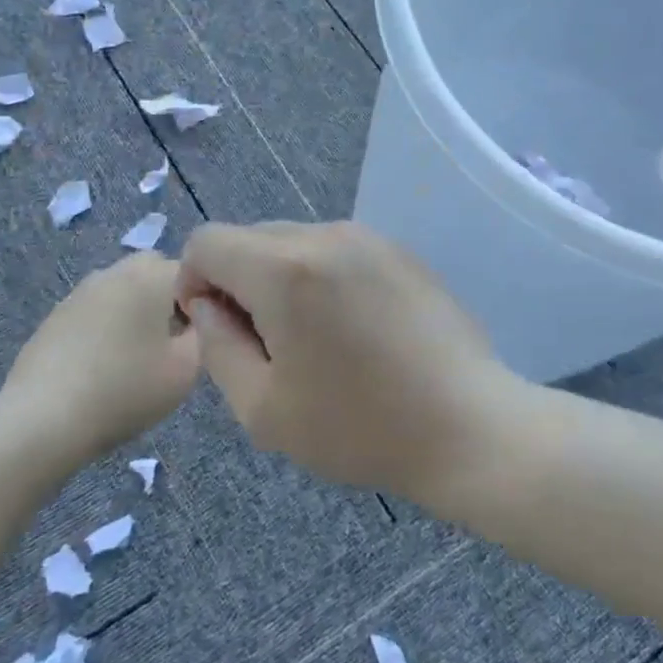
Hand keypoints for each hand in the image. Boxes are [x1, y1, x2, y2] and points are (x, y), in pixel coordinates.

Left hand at [3, 251, 199, 456]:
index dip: (204, 300)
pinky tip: (104, 363)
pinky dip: (108, 325)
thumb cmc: (125, 390)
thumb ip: (205, 335)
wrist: (45, 417)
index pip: (194, 271)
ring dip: (137, 309)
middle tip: (172, 341)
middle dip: (169, 297)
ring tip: (136, 355)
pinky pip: (97, 309)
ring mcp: (81, 291)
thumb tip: (200, 320)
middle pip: (155, 271)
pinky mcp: (57, 314)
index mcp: (151, 276)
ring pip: (124, 288)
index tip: (200, 335)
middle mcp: (115, 272)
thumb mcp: (187, 369)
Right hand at [174, 221, 520, 503]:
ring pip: (294, 242)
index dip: (194, 283)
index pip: (207, 242)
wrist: (468, 426)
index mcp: (285, 269)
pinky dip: (322, 279)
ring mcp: (370, 238)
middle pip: (250, 238)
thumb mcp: (262, 407)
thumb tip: (208, 305)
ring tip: (315, 341)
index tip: (219, 330)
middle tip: (268, 346)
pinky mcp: (401, 252)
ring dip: (282, 281)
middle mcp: (326, 235)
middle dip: (239, 283)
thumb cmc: (359, 427)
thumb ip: (217, 346)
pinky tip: (354, 330)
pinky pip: (336, 251)